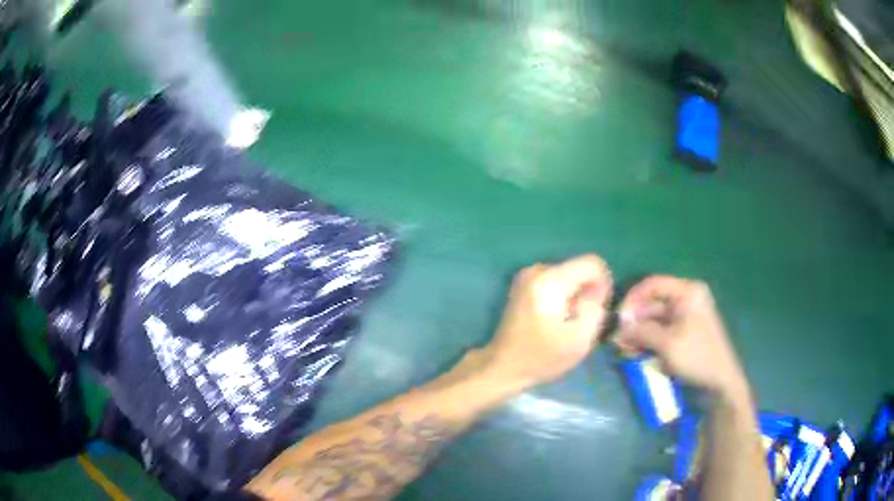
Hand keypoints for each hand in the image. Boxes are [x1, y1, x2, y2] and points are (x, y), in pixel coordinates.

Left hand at [483, 254, 612, 389]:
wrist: (503, 366)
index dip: (603, 284)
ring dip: (575, 297)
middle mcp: (538, 270)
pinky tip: (555, 319)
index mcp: (550, 280)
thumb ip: (596, 309)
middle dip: (587, 292)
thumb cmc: (541, 357)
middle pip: (580, 269)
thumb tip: (597, 291)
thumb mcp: (581, 340)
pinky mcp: (524, 284)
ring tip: (566, 323)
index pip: (592, 263)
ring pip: (570, 276)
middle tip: (580, 321)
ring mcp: (528, 275)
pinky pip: (556, 281)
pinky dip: (563, 298)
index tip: (598, 309)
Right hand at [615, 275, 747, 399]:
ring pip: (654, 319)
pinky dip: (648, 341)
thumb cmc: (697, 357)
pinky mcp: (683, 333)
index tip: (618, 318)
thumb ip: (642, 331)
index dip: (633, 298)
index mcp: (687, 292)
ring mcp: (686, 317)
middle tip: (618, 340)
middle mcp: (686, 299)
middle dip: (634, 321)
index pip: (653, 284)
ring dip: (638, 333)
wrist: (720, 382)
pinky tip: (636, 353)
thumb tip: (619, 326)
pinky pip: (661, 331)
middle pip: (652, 303)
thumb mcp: (667, 343)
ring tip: (624, 350)